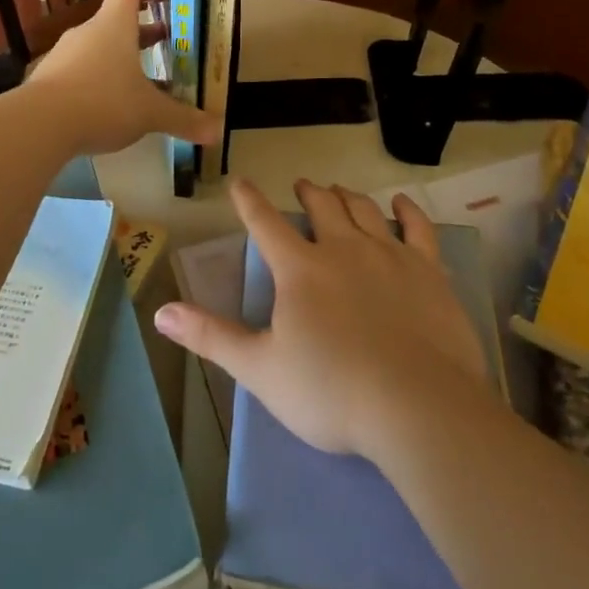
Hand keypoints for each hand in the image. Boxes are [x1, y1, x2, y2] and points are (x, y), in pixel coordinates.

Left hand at [27, 0, 220, 157]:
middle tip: (167, 44)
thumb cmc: (103, 102)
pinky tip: (110, 107)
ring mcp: (64, 55)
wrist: (38, 125)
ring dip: (122, 58)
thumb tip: (219, 132)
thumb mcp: (150, 113)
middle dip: (143, 31)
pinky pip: (81, 71)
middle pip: (116, 20)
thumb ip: (183, 119)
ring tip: (143, 81)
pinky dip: (99, 80)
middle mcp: (88, 33)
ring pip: (99, 48)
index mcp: (114, 25)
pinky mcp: (49, 80)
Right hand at [154, 179, 493, 462]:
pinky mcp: (427, 270)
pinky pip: (418, 227)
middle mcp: (343, 248)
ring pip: (364, 210)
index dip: (250, 201)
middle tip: (303, 185)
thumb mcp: (260, 369)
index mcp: (300, 269)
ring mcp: (389, 254)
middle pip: (322, 206)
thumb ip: (211, 336)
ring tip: (339, 190)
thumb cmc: (331, 391)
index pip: (266, 223)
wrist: (416, 406)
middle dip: (308, 192)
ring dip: (347, 196)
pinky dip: (407, 210)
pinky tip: (401, 203)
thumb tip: (161, 312)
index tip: (240, 182)